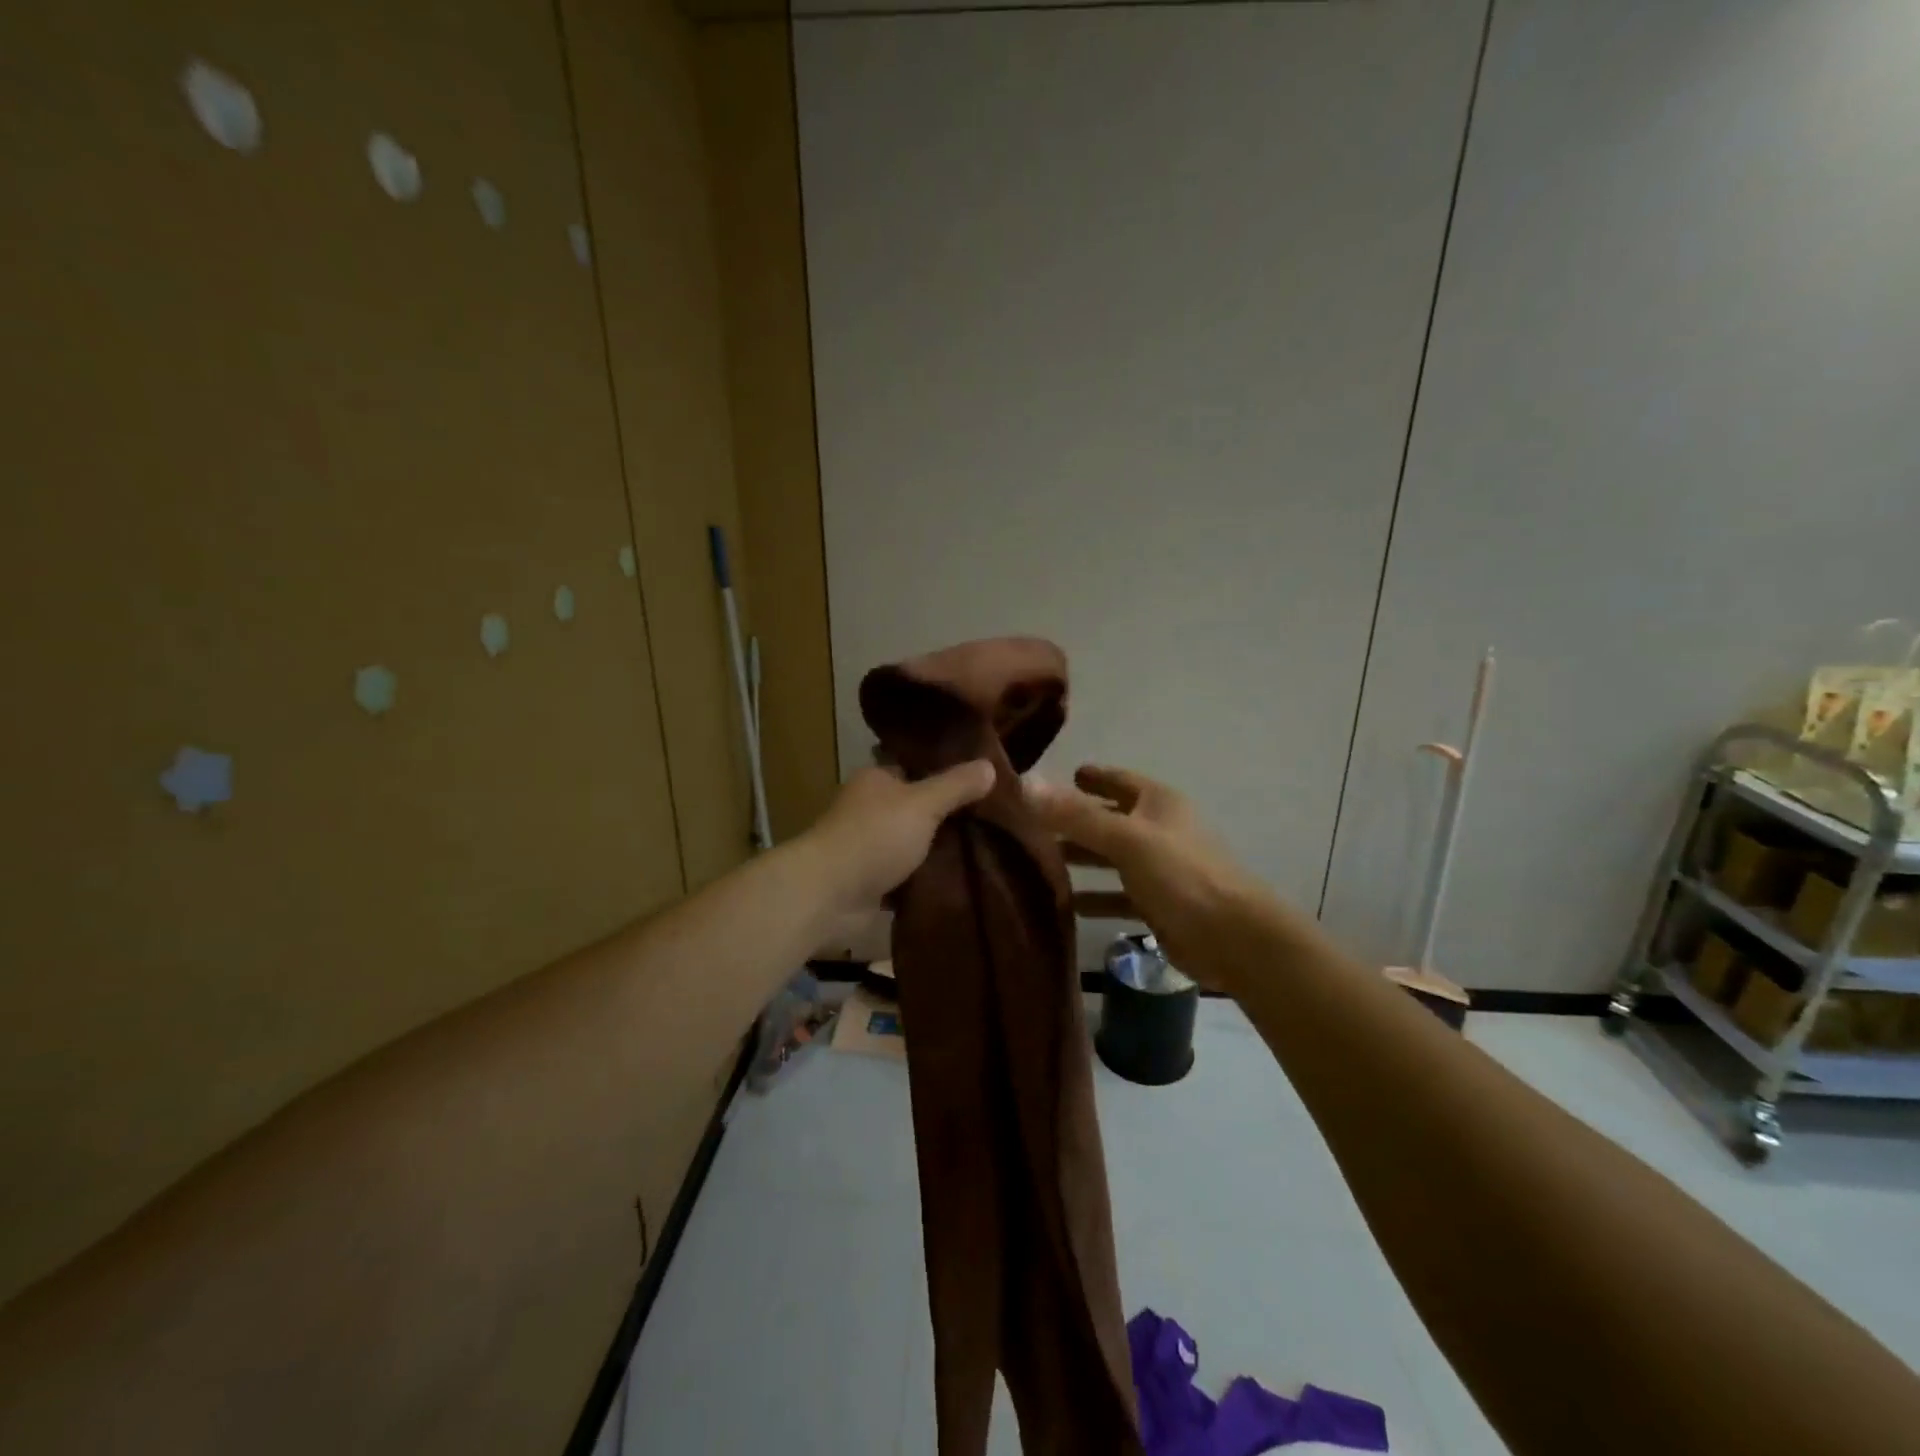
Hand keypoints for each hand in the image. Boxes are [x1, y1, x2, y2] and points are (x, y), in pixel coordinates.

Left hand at [803, 761, 996, 921]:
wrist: (828, 895)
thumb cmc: (874, 836)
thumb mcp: (923, 803)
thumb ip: (956, 786)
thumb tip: (990, 765)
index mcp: (875, 780)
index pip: (913, 768)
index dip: (944, 772)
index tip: (980, 780)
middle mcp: (869, 809)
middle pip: (915, 808)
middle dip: (946, 816)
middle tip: (992, 819)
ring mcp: (868, 847)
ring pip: (913, 843)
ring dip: (937, 851)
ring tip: (985, 850)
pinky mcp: (870, 882)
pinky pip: (906, 876)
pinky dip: (926, 879)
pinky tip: (959, 880)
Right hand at [1026, 765, 1274, 989]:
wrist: (1233, 938)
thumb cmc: (1181, 875)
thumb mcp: (1125, 839)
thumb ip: (1076, 815)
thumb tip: (1025, 784)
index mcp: (1158, 803)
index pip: (1118, 780)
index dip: (1092, 777)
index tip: (1064, 774)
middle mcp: (1159, 830)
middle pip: (1111, 819)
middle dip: (1076, 821)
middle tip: (1033, 823)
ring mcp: (1161, 869)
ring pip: (1113, 858)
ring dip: (1083, 859)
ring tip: (1041, 861)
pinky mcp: (1159, 905)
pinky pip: (1120, 895)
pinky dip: (1097, 898)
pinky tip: (1069, 905)